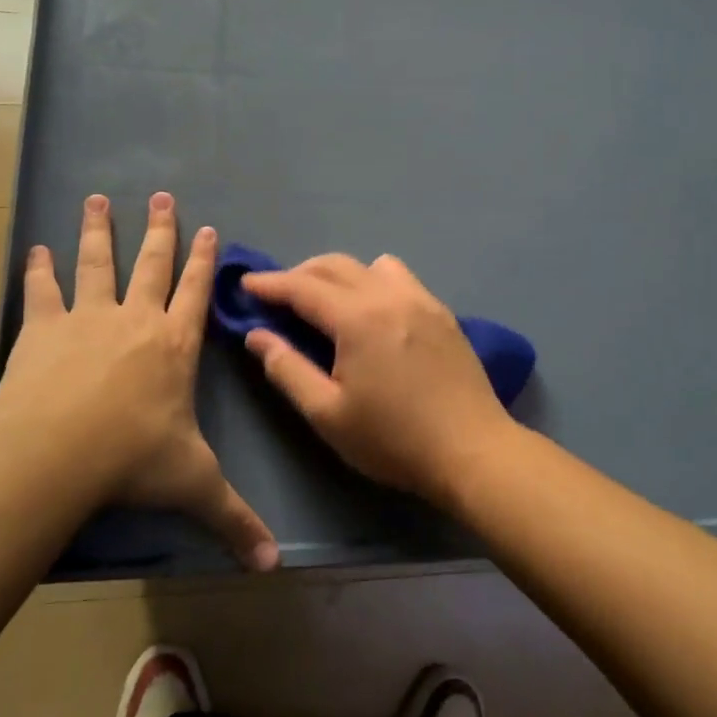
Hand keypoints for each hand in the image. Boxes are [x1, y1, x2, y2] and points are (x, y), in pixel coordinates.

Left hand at [0, 192, 278, 570]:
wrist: (57, 454)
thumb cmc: (133, 461)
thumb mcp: (193, 487)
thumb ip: (235, 520)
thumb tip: (275, 566)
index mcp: (174, 345)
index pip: (196, 292)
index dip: (205, 260)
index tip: (208, 227)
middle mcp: (136, 319)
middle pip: (152, 263)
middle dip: (160, 229)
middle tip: (161, 195)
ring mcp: (88, 317)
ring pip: (98, 262)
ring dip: (99, 230)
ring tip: (96, 199)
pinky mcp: (44, 327)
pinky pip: (43, 289)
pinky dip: (40, 269)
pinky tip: (35, 249)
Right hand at [240, 254, 516, 504]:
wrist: (472, 451)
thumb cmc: (393, 439)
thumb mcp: (327, 413)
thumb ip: (287, 369)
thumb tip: (257, 336)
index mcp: (358, 317)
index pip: (302, 287)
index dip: (269, 284)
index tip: (245, 284)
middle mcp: (389, 295)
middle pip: (335, 266)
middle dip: (300, 274)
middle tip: (277, 295)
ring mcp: (421, 300)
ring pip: (371, 265)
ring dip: (339, 273)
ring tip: (325, 300)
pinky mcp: (442, 313)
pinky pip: (400, 278)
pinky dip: (373, 281)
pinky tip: (371, 311)